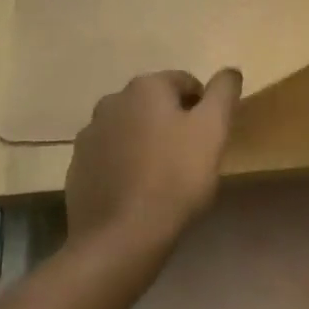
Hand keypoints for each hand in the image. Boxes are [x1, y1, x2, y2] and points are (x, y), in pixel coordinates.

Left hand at [65, 69, 243, 254]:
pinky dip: (125, 165)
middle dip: (173, 124)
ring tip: (162, 178)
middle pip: (155, 104)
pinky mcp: (78, 166)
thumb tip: (230, 71)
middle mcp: (112, 100)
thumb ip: (223, 93)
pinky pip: (111, 156)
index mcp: (146, 87)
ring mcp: (90, 134)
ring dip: (147, 142)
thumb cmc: (175, 178)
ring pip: (131, 129)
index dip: (204, 109)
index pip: (186, 83)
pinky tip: (136, 192)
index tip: (209, 140)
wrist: (119, 237)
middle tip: (189, 159)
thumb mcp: (213, 130)